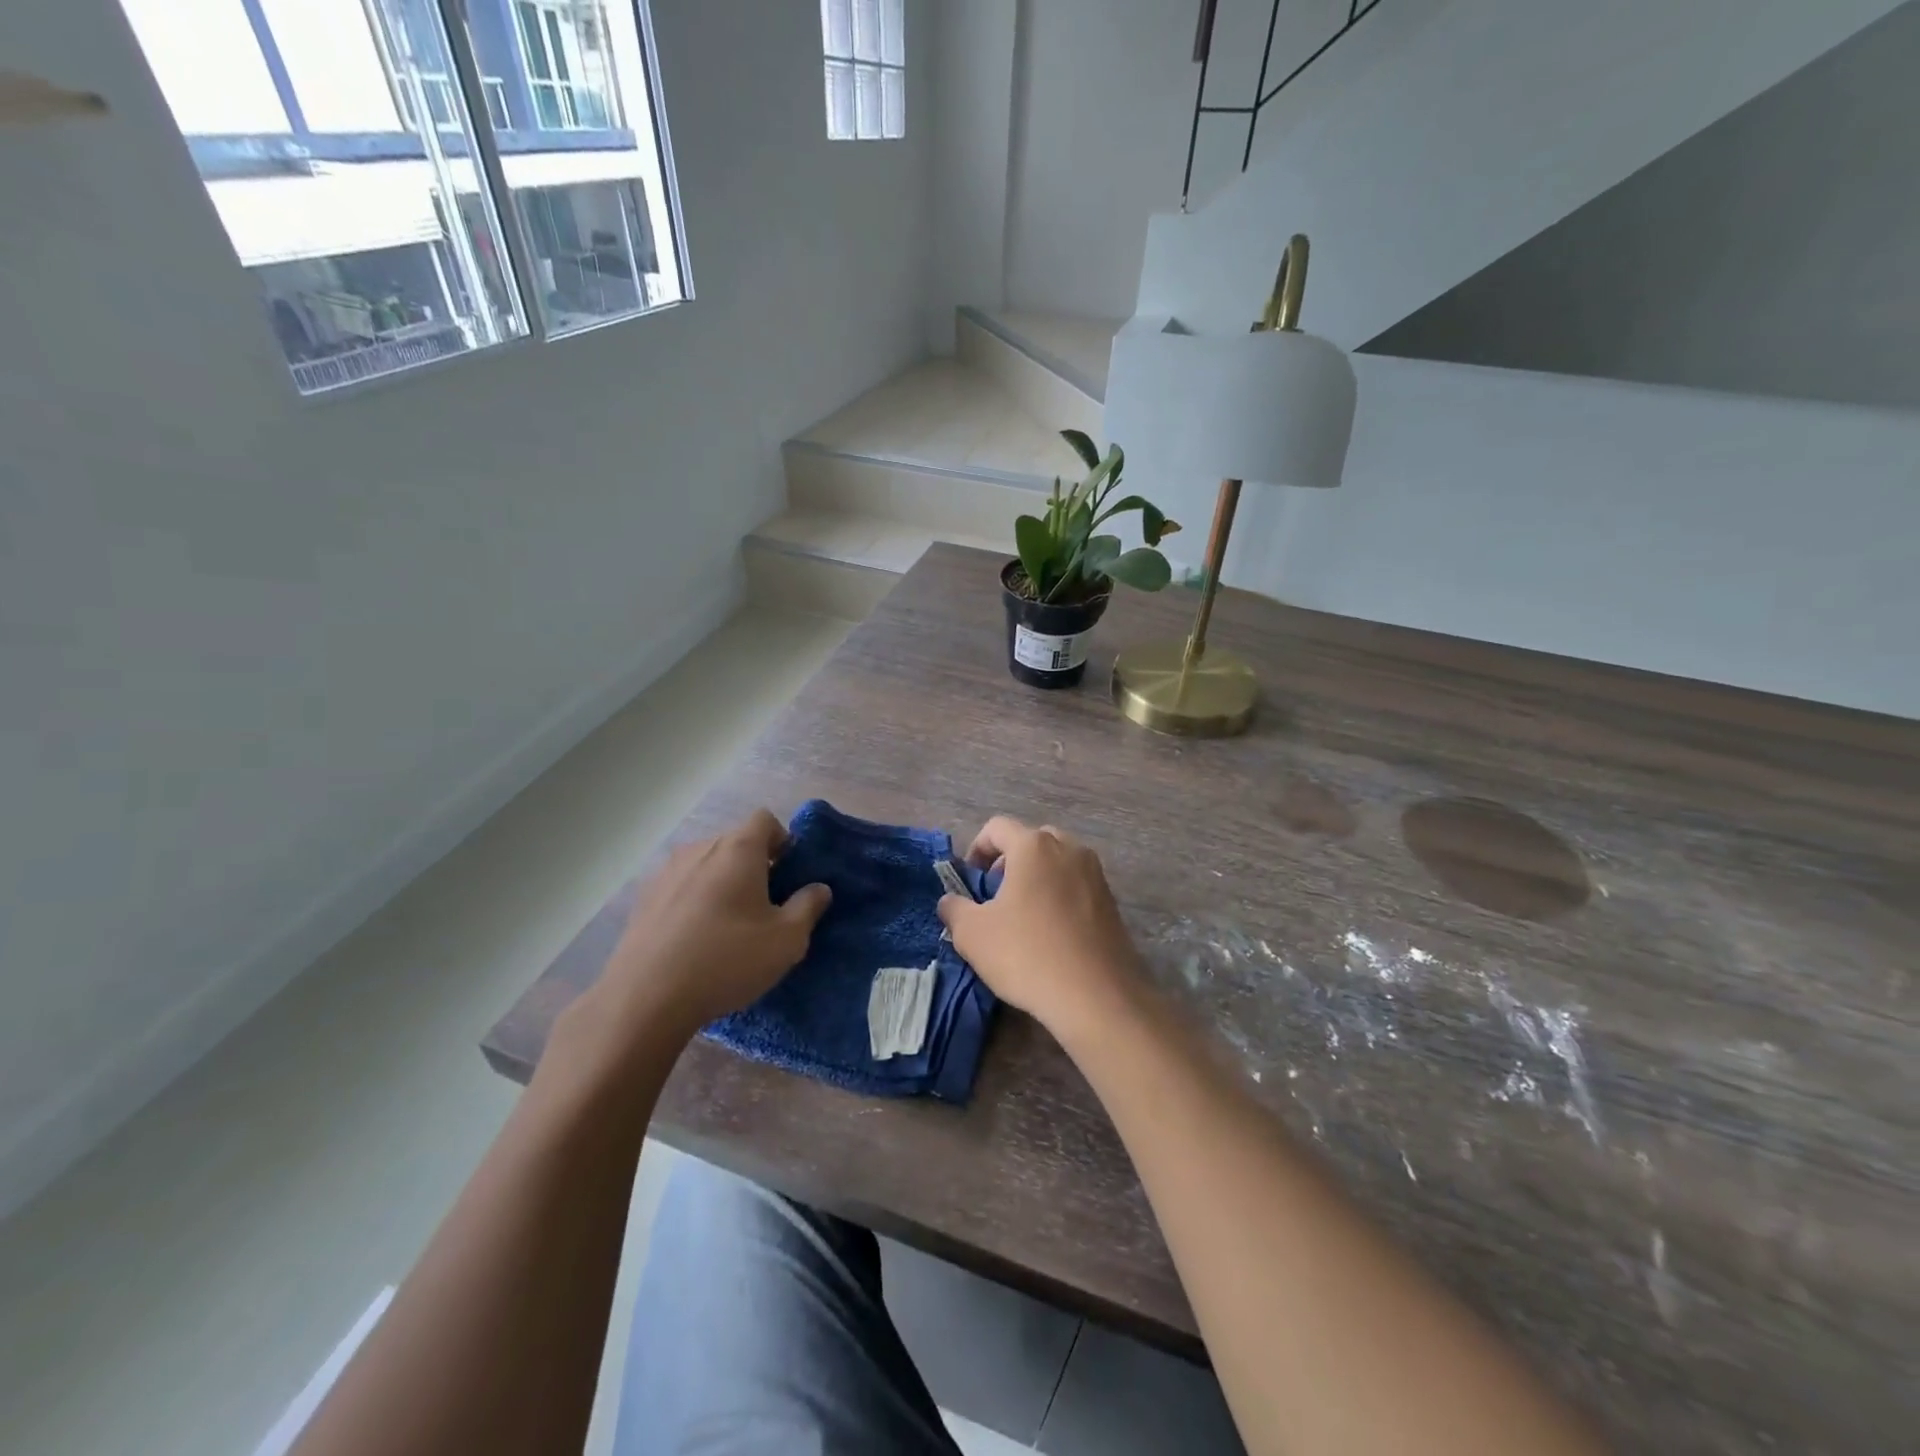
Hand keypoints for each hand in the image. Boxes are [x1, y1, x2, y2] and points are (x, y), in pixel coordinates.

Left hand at [582, 810, 831, 1046]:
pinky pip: (681, 887)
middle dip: (755, 865)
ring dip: (723, 884)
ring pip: (706, 865)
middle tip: (766, 907)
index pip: (766, 820)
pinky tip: (696, 940)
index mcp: (738, 849)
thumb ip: (808, 907)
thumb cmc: (727, 959)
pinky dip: (695, 902)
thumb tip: (819, 888)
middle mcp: (700, 848)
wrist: (645, 998)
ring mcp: (666, 872)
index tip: (789, 876)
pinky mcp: (643, 899)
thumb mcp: (787, 940)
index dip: (783, 842)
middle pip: (735, 843)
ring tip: (729, 926)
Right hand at [937, 816, 1144, 1041]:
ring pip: (1058, 862)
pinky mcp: (1112, 902)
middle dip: (1009, 861)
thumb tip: (950, 901)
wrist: (1097, 997)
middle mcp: (1069, 848)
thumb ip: (954, 909)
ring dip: (1036, 878)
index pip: (996, 827)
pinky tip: (1051, 933)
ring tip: (1023, 916)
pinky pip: (1077, 885)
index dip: (976, 849)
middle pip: (1031, 840)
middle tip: (995, 896)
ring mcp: (1096, 874)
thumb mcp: (973, 935)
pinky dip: (1059, 896)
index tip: (969, 880)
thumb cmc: (1027, 955)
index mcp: (1034, 846)